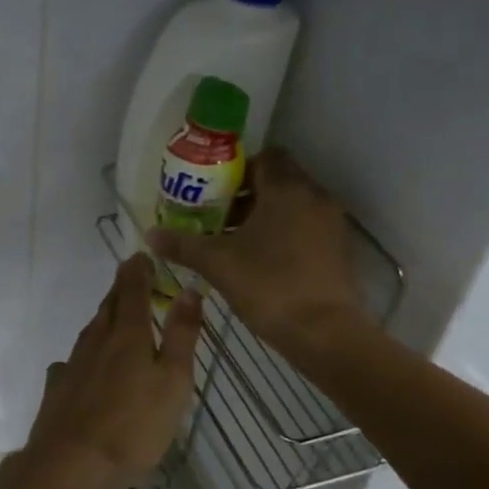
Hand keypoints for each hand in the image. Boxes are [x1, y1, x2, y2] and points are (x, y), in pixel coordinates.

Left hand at [21, 254, 201, 488]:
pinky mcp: (58, 388)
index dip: (138, 271)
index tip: (142, 255)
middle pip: (109, 306)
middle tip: (132, 278)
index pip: (133, 290)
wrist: (70, 464)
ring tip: (116, 316)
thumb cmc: (133, 425)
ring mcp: (73, 364)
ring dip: (105, 318)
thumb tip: (189, 289)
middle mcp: (96, 341)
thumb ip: (181, 335)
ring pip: (91, 331)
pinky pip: (74, 360)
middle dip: (121, 289)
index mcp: (128, 335)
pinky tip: (86, 366)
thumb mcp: (173, 381)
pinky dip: (87, 355)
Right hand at [146, 148, 365, 354]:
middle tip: (214, 217)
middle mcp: (314, 196)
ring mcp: (331, 223)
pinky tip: (258, 261)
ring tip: (231, 241)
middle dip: (245, 195)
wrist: (323, 332)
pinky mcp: (338, 249)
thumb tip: (150, 234)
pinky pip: (305, 228)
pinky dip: (283, 234)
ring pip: (292, 206)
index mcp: (286, 188)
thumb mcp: (217, 263)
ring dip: (263, 216)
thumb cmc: (268, 285)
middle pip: (277, 181)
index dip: (236, 169)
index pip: (264, 156)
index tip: (212, 191)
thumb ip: (182, 244)